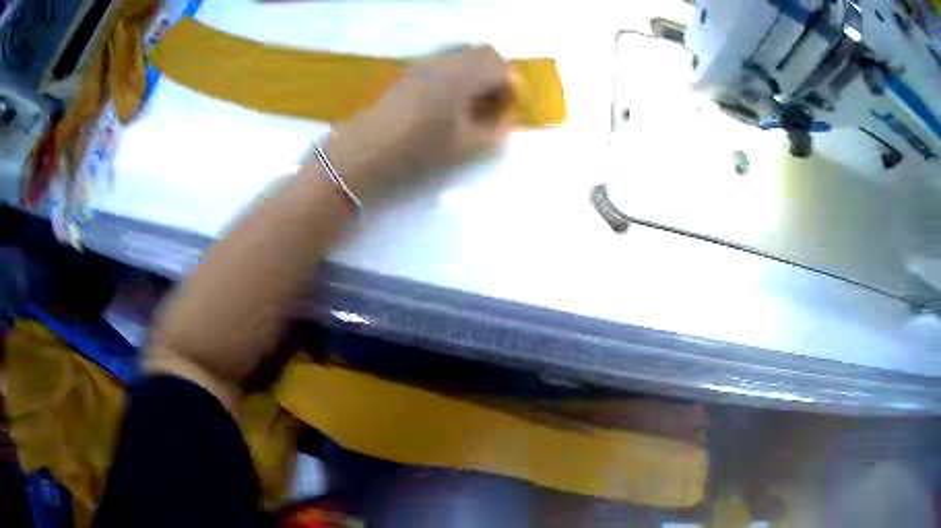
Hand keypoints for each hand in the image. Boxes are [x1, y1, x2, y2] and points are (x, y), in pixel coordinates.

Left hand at [322, 45, 513, 202]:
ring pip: (462, 55)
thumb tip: (505, 122)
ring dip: (476, 73)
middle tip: (492, 104)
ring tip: (470, 106)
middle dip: (496, 74)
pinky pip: (443, 63)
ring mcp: (422, 64)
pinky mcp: (407, 73)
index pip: (500, 65)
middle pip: (483, 52)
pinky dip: (456, 76)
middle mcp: (443, 62)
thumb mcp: (463, 150)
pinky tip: (447, 104)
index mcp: (461, 76)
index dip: (511, 86)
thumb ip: (494, 134)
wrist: (361, 156)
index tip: (505, 111)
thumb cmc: (416, 154)